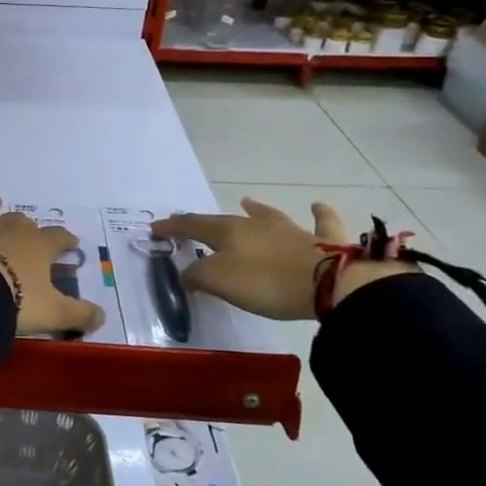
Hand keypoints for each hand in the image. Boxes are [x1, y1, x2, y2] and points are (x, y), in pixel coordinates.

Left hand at [0, 145, 106, 337]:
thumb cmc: (15, 301)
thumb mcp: (54, 314)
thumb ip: (80, 314)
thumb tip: (102, 316)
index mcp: (37, 245)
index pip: (58, 238)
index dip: (65, 241)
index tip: (71, 244)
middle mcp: (9, 227)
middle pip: (22, 223)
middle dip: (26, 230)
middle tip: (28, 242)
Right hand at [152, 198, 416, 320]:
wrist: (330, 284)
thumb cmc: (266, 281)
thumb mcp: (219, 281)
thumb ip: (197, 275)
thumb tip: (185, 273)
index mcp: (229, 231)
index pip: (193, 225)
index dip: (173, 227)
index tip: (155, 229)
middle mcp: (256, 225)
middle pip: (225, 220)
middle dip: (205, 222)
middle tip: (191, 222)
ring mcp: (290, 230)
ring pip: (268, 216)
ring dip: (256, 210)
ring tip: (246, 202)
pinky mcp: (322, 242)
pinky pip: (320, 223)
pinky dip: (318, 213)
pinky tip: (317, 205)